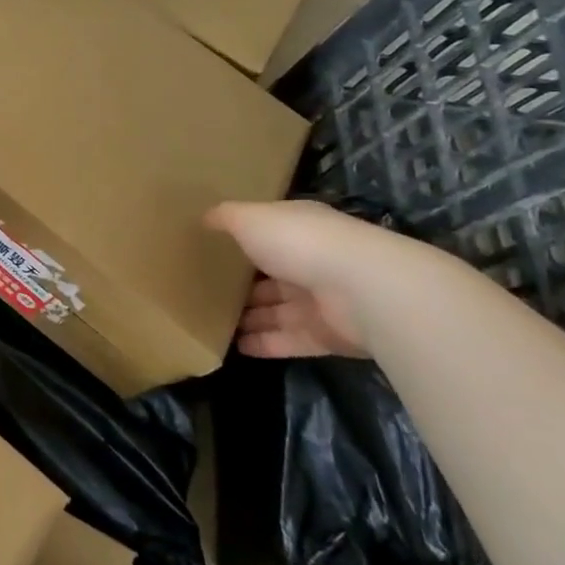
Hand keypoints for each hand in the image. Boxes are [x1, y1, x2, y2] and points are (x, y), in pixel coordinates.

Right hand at [206, 200, 394, 358]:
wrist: (361, 290)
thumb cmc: (299, 242)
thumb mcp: (250, 218)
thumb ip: (225, 217)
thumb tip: (203, 217)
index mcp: (297, 229)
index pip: (266, 234)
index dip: (241, 241)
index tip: (211, 250)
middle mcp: (311, 262)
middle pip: (271, 276)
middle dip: (243, 285)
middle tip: (205, 292)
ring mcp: (320, 301)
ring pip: (277, 310)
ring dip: (249, 317)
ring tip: (211, 322)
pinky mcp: (326, 336)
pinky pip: (288, 340)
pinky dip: (264, 344)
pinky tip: (234, 347)